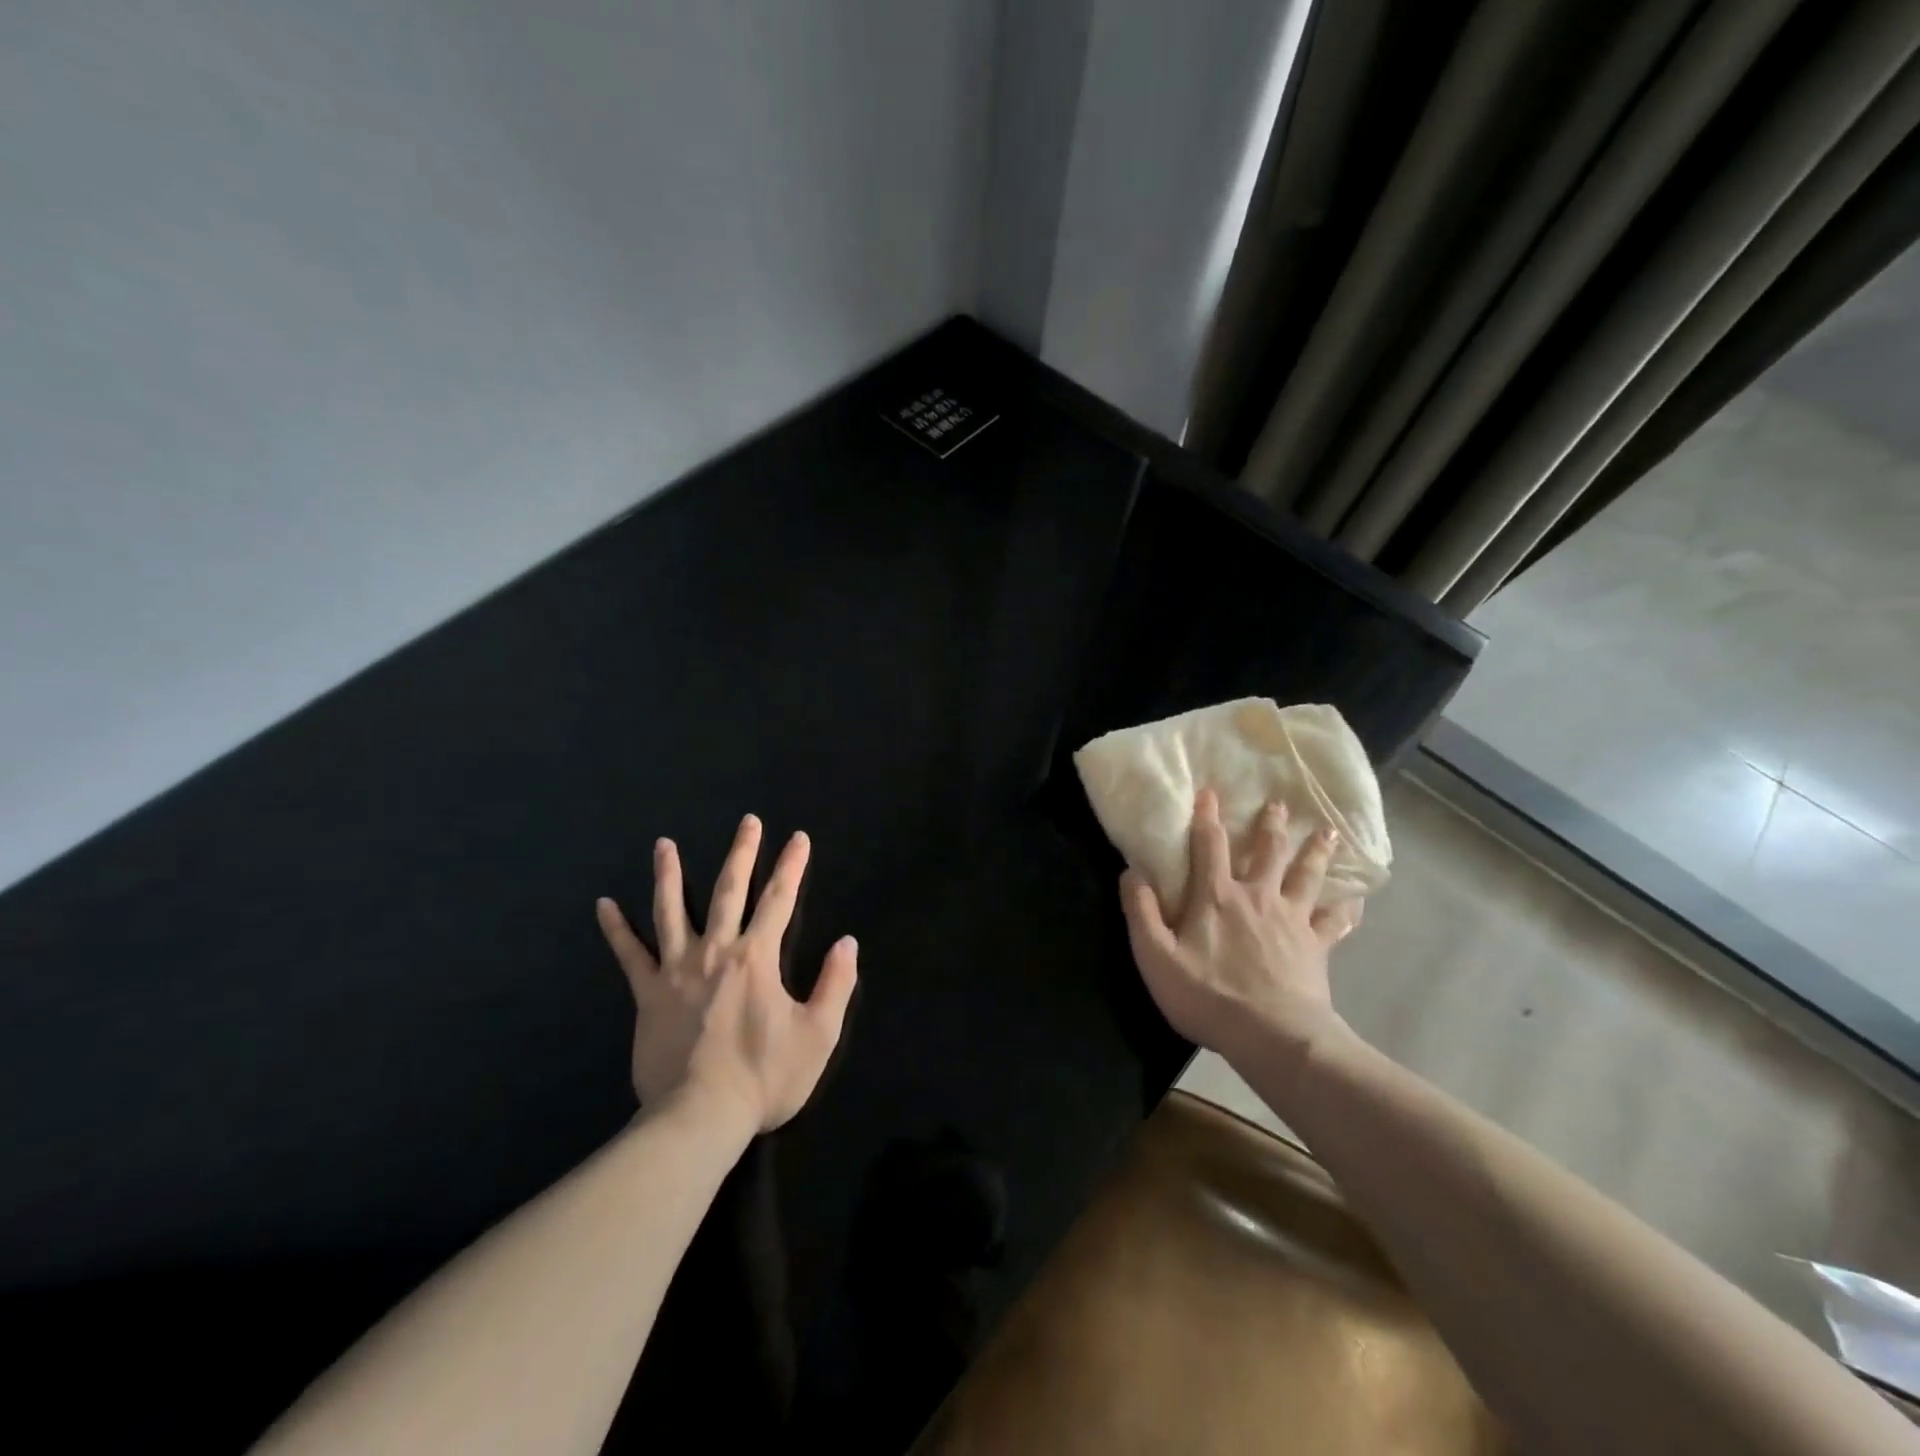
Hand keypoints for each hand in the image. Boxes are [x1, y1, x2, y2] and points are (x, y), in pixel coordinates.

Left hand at [596, 815, 857, 1135]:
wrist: (698, 1118)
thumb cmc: (764, 1077)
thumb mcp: (818, 1035)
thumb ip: (835, 984)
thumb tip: (847, 942)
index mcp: (757, 957)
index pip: (780, 899)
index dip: (792, 866)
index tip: (798, 838)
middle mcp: (716, 951)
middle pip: (729, 890)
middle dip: (743, 853)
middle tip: (748, 822)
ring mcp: (676, 970)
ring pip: (671, 910)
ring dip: (669, 874)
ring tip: (664, 844)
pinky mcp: (647, 994)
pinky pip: (629, 955)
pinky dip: (616, 929)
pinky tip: (604, 905)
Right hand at [1120, 789, 1361, 1065]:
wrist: (1273, 1036)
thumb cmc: (1208, 996)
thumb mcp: (1155, 957)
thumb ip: (1140, 912)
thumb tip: (1131, 872)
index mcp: (1217, 897)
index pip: (1210, 846)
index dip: (1207, 816)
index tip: (1210, 791)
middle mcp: (1257, 897)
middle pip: (1267, 852)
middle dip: (1271, 825)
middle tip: (1279, 804)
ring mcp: (1292, 920)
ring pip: (1306, 877)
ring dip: (1315, 853)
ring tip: (1328, 832)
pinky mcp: (1316, 947)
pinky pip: (1335, 923)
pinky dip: (1345, 910)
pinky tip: (1354, 901)